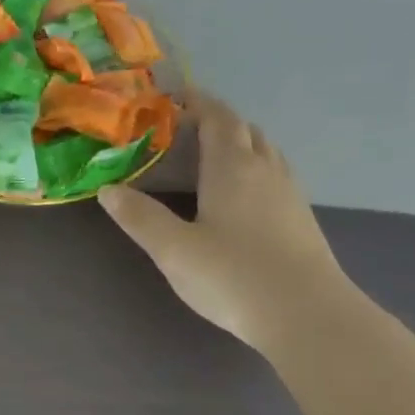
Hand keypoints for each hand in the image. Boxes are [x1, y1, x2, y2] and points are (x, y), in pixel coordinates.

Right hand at [97, 92, 347, 352]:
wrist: (306, 315)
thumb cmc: (233, 277)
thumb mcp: (174, 250)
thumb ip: (140, 218)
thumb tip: (108, 189)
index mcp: (232, 167)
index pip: (217, 117)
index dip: (196, 102)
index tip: (172, 99)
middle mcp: (265, 169)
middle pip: (243, 130)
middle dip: (215, 122)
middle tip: (183, 133)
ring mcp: (289, 193)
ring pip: (264, 151)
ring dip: (238, 144)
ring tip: (209, 160)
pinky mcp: (300, 219)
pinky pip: (274, 176)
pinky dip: (253, 170)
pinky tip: (240, 198)